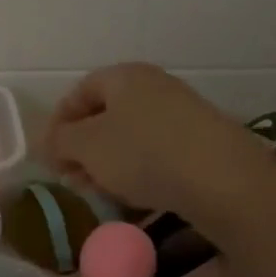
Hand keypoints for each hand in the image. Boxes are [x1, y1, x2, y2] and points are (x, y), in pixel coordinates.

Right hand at [45, 63, 273, 218]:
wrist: (226, 183)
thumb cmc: (143, 154)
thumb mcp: (86, 147)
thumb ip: (59, 141)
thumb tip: (51, 143)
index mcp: (125, 76)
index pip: (81, 91)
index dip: (59, 121)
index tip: (49, 155)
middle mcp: (157, 88)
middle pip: (108, 116)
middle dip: (85, 149)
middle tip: (73, 179)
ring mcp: (186, 116)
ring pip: (134, 139)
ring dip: (111, 166)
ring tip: (103, 195)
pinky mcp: (207, 146)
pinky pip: (161, 156)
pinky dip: (143, 175)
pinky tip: (138, 200)